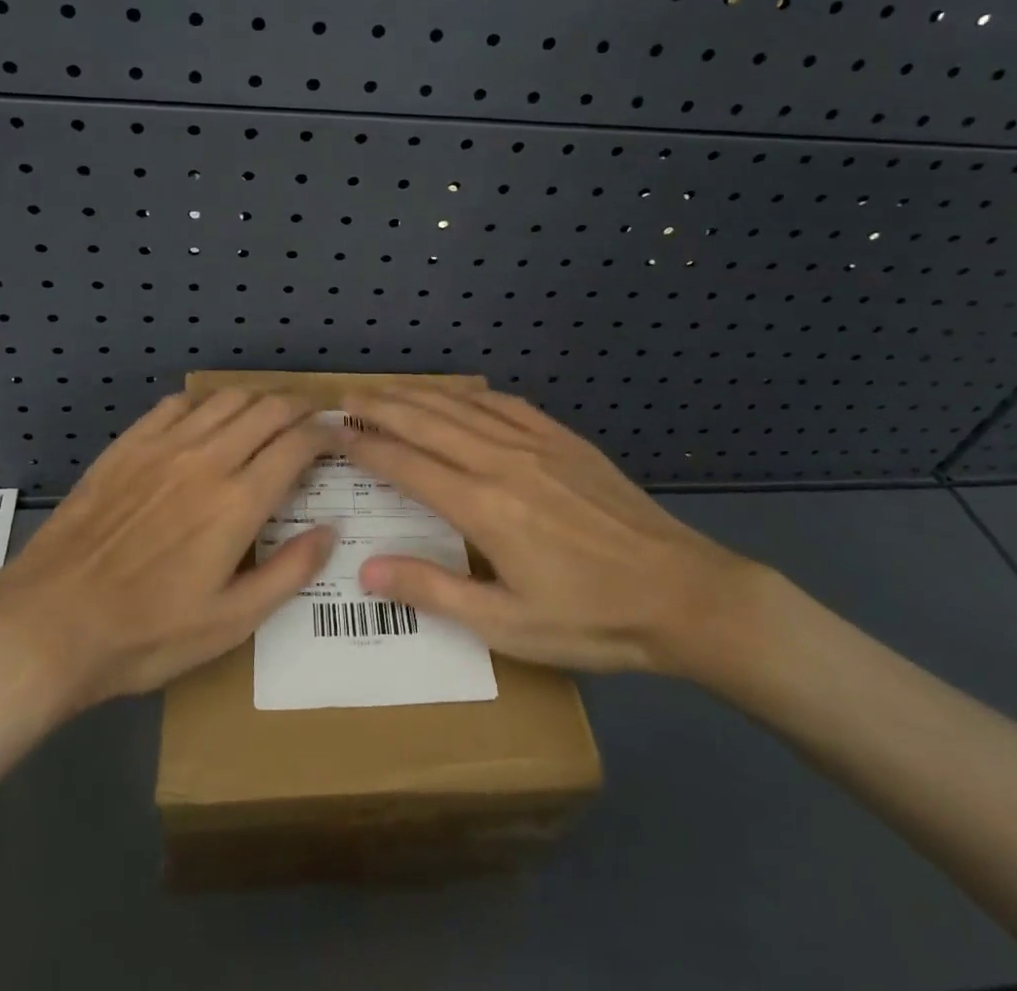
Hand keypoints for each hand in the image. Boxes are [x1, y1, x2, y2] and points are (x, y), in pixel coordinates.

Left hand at [0, 391, 334, 714]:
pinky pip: (177, 404)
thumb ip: (289, 572)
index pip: (297, 444)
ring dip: (257, 399)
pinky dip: (205, 403)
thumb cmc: (146, 634)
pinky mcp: (127, 446)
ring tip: (268, 415)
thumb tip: (332, 530)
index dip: (326, 433)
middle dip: (299, 406)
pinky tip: (207, 419)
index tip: (339, 436)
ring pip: (225, 399)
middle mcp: (206, 459)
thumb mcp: (230, 623)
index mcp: (238, 502)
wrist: (49, 624)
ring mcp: (163, 447)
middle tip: (313, 418)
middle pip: (267, 408)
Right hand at [344, 390, 763, 680]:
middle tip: (345, 398)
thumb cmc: (591, 619)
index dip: (364, 445)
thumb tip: (366, 569)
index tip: (333, 431)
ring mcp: (536, 445)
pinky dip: (473, 397)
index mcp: (482, 506)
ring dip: (419, 395)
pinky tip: (462, 396)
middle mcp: (501, 461)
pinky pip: (507, 405)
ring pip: (462, 407)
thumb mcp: (507, 626)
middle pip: (426, 422)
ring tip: (386, 390)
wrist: (684, 593)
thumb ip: (434, 592)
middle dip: (380, 407)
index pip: (406, 464)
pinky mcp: (565, 441)